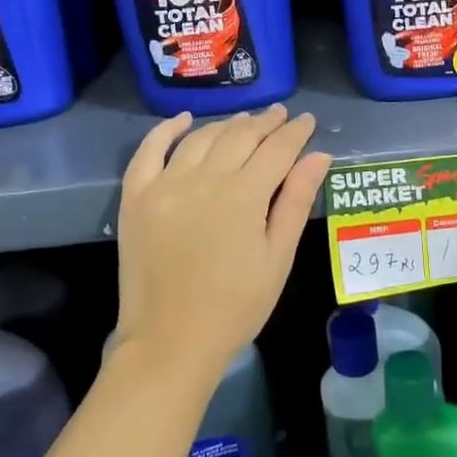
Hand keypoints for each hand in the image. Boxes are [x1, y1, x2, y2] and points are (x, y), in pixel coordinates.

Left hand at [115, 105, 330, 376]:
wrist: (170, 342)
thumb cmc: (236, 307)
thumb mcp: (277, 258)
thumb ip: (296, 201)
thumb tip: (319, 155)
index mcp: (243, 196)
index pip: (276, 149)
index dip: (295, 132)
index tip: (307, 120)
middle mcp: (203, 180)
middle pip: (240, 136)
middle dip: (265, 122)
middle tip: (281, 114)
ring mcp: (165, 185)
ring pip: (201, 138)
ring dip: (227, 124)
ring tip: (246, 119)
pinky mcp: (136, 197)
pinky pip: (149, 150)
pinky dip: (167, 130)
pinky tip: (184, 119)